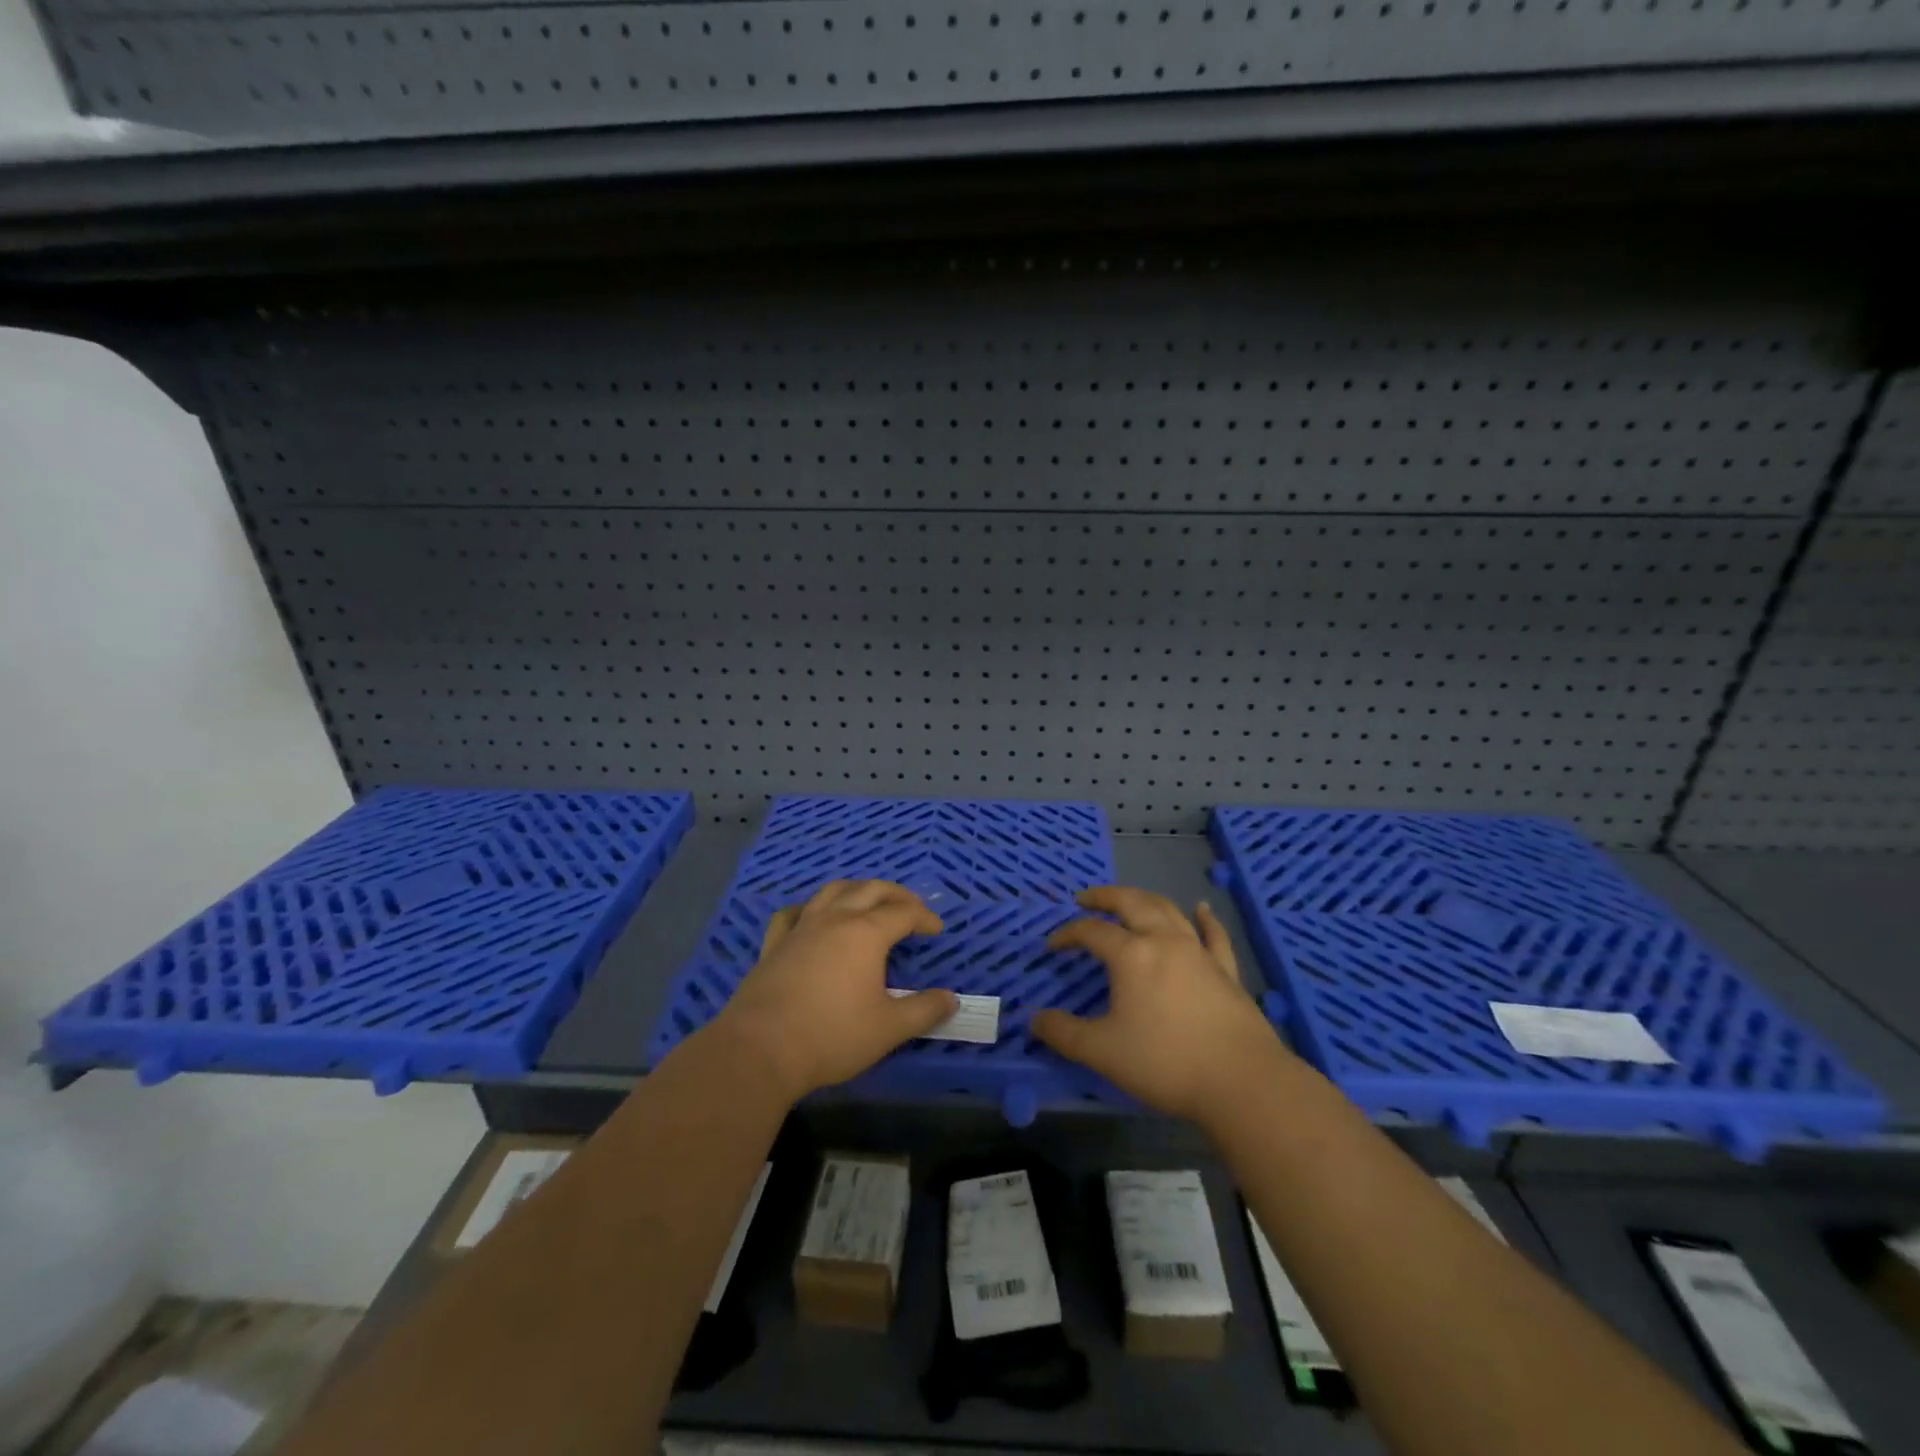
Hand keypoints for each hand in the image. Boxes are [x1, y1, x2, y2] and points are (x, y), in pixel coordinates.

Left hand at [711, 880, 958, 1101]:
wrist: (761, 1049)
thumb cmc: (832, 1036)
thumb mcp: (889, 1029)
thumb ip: (924, 1010)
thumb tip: (952, 999)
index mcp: (866, 933)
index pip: (904, 912)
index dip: (924, 917)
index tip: (937, 929)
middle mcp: (834, 919)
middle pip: (870, 889)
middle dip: (896, 894)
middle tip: (911, 907)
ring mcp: (801, 928)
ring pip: (832, 891)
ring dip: (856, 890)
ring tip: (868, 901)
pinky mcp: (774, 944)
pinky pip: (793, 912)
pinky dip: (809, 908)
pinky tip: (811, 917)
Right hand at [1031, 887, 1285, 1121]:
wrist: (1241, 1082)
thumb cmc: (1165, 1062)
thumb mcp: (1102, 1052)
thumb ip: (1064, 1033)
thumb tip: (1034, 1019)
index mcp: (1131, 955)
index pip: (1091, 932)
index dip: (1067, 934)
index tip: (1052, 945)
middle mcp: (1164, 941)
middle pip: (1131, 903)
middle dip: (1105, 897)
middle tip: (1086, 898)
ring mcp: (1198, 952)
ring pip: (1168, 910)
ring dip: (1145, 898)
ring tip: (1130, 898)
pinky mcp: (1226, 970)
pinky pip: (1214, 935)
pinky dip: (1205, 918)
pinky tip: (1202, 909)